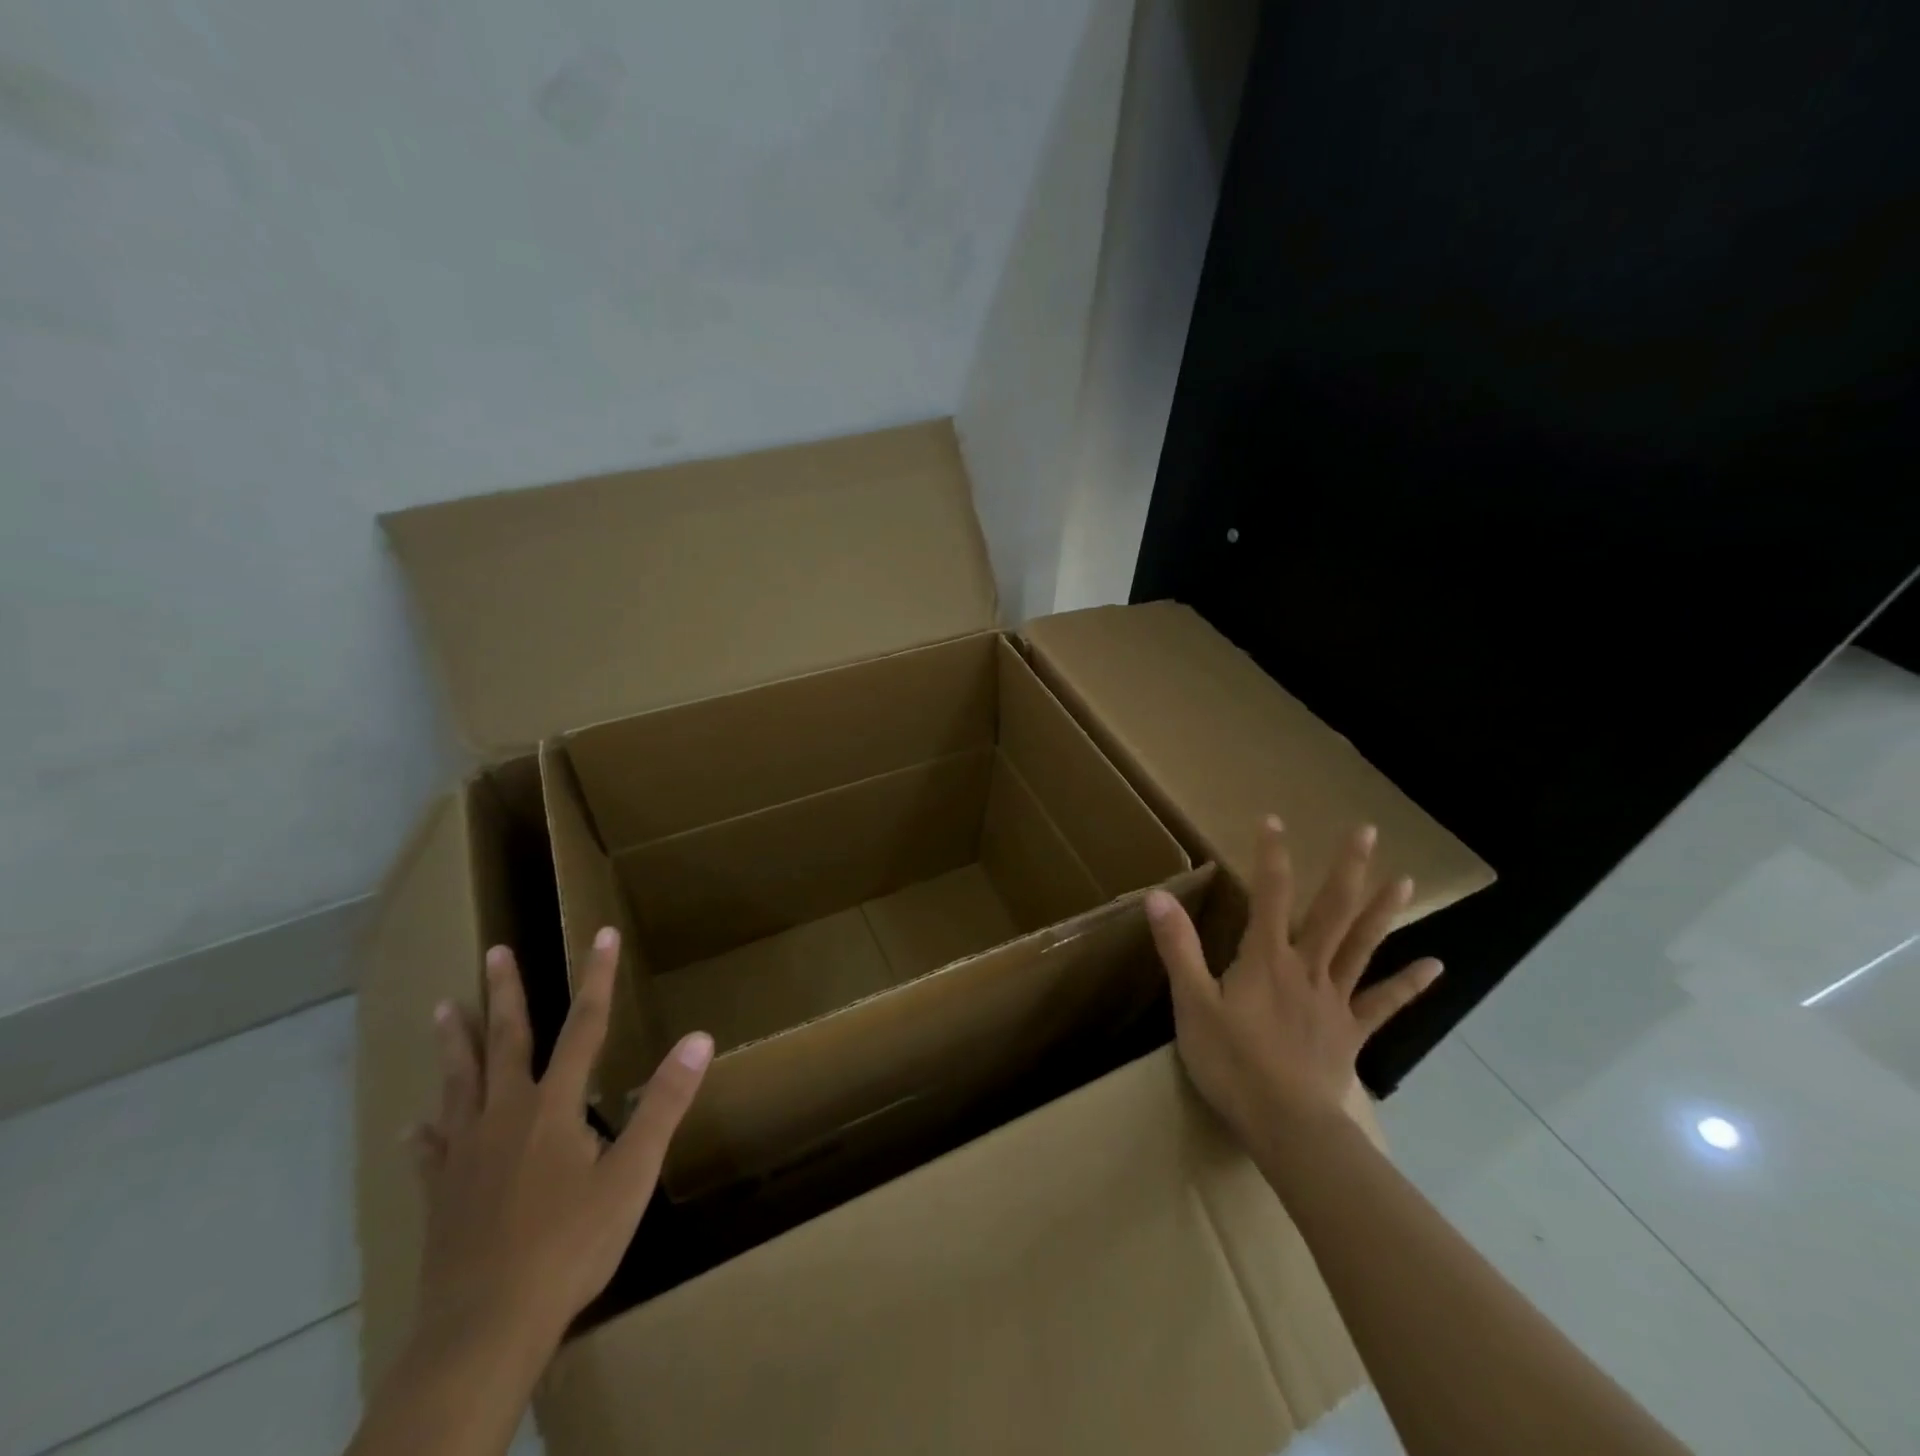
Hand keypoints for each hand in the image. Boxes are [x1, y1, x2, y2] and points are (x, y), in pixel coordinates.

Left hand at [407, 927, 713, 1357]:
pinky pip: (431, 1150)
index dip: (596, 977)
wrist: (485, 1329)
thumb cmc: (570, 1245)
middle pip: (506, 1041)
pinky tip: (414, 1125)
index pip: (584, 1025)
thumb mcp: (632, 1173)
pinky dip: (425, 1132)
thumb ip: (664, 1103)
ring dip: (456, 1042)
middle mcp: (506, 1115)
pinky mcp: (442, 1194)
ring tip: (444, 1009)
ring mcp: (467, 1154)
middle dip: (504, 993)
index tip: (601, 934)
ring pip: (460, 1083)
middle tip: (493, 952)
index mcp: (554, 1106)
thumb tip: (699, 1038)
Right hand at [1145, 817, 1441, 1147]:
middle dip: (1346, 869)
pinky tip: (1436, 966)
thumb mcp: (1191, 1002)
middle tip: (1366, 831)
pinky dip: (1409, 985)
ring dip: (1382, 912)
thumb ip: (1179, 948)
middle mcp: (1306, 968)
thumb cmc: (1232, 1062)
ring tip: (1405, 880)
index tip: (1274, 819)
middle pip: (1330, 911)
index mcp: (1265, 958)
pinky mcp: (1350, 1033)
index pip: (1268, 895)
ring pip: (1362, 947)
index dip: (1271, 856)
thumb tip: (1159, 896)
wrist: (1285, 1125)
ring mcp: (1334, 999)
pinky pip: (1383, 1004)